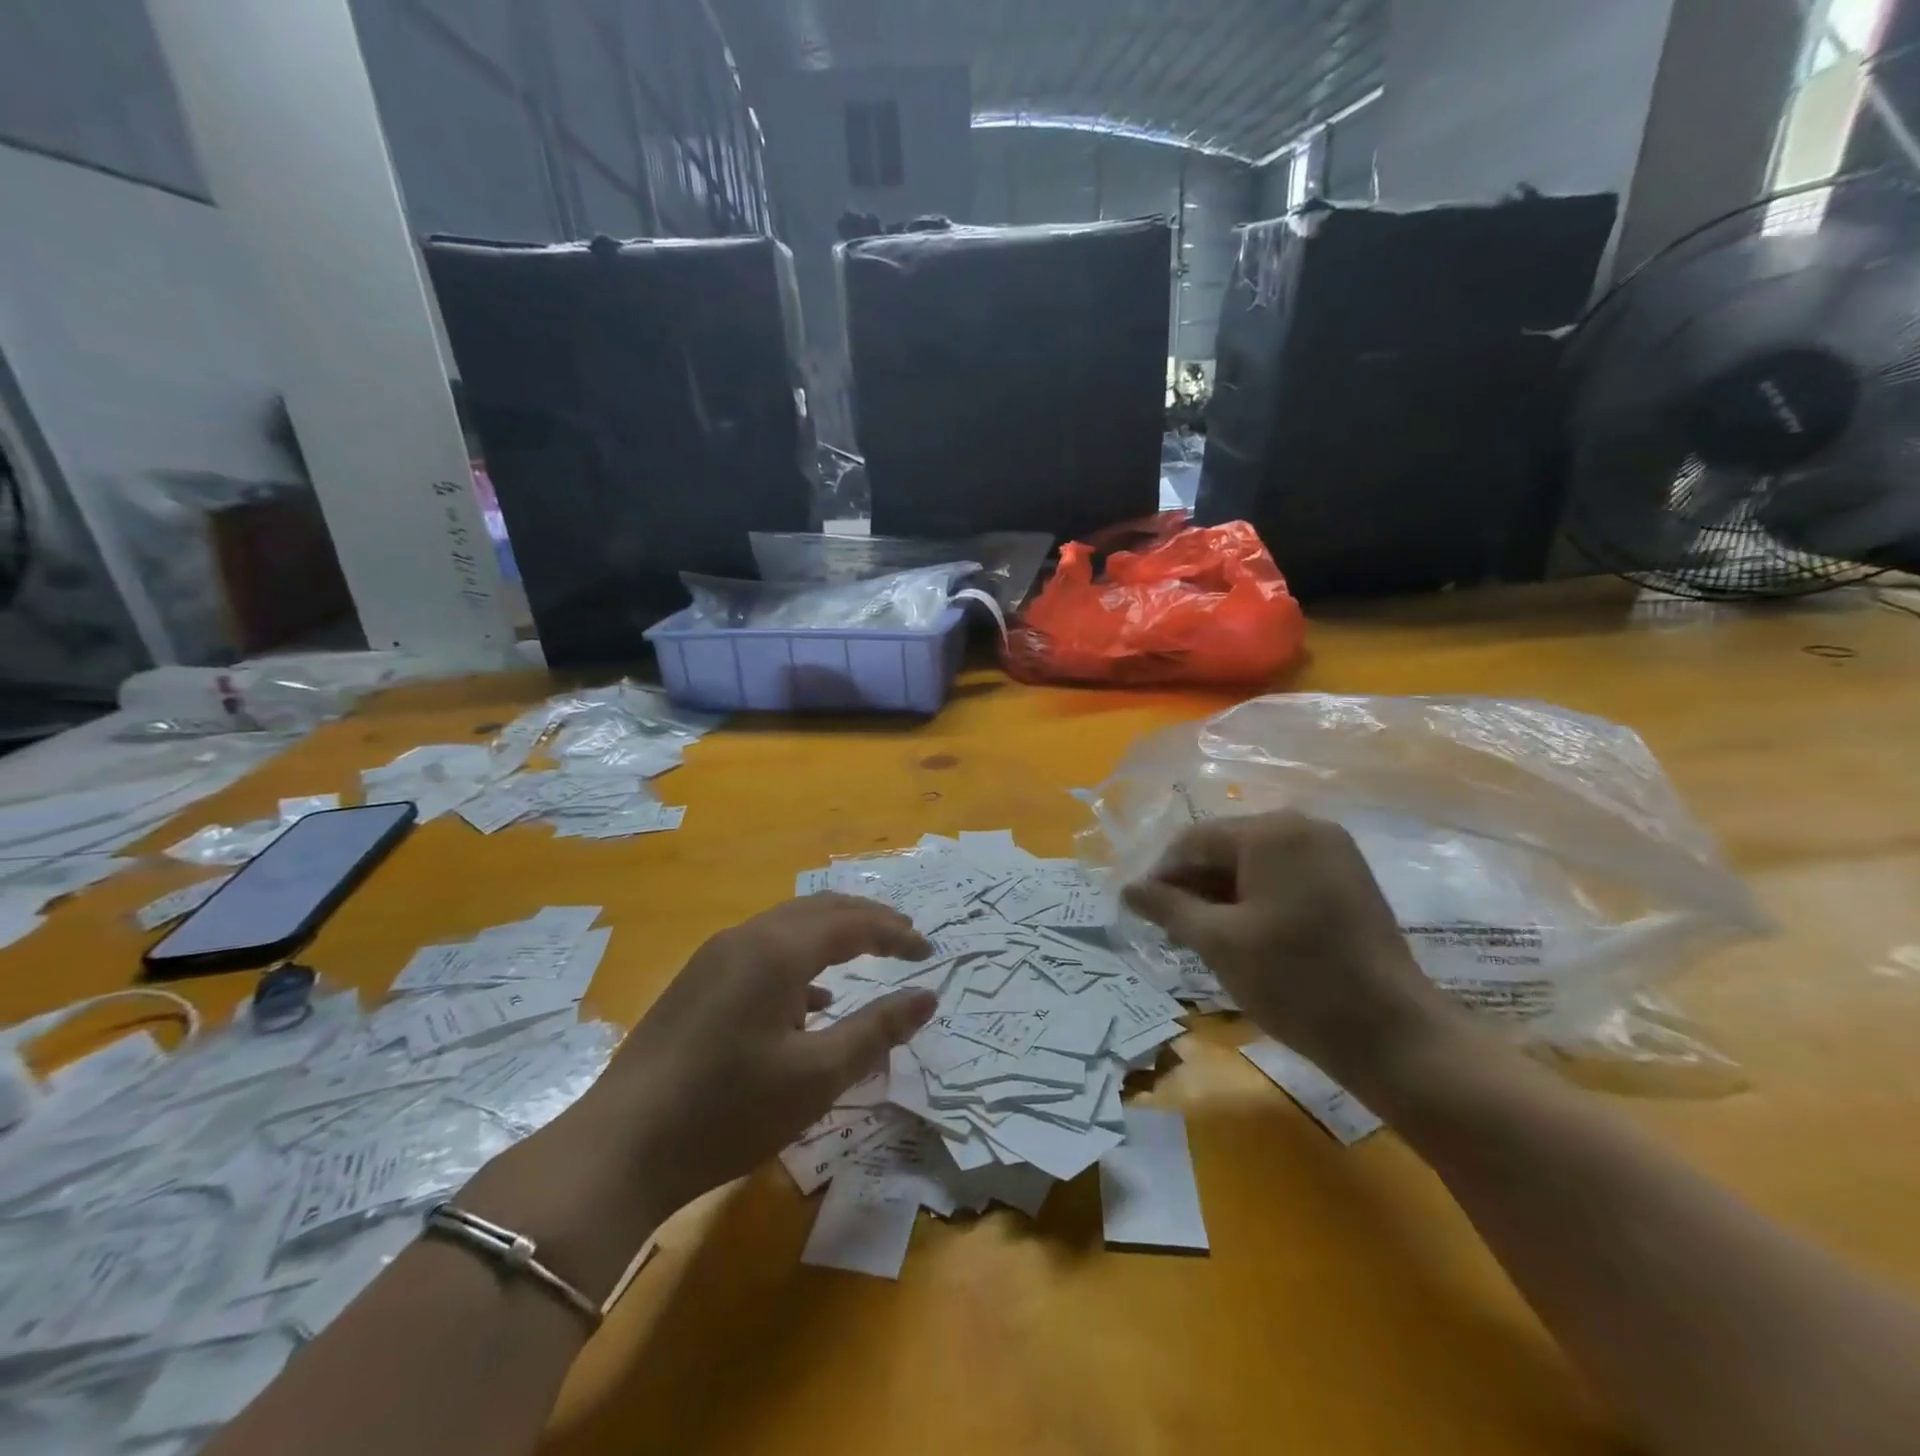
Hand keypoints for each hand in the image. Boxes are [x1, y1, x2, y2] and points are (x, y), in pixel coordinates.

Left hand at [584, 894, 935, 1218]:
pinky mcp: (697, 982)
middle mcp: (746, 938)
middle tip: (905, 939)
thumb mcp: (817, 1076)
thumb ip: (877, 1030)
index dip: (896, 933)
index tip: (929, 952)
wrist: (618, 1149)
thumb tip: (927, 997)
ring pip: (788, 926)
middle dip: (867, 921)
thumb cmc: (728, 1111)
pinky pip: (763, 951)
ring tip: (866, 956)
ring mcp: (715, 957)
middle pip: (820, 910)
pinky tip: (810, 1001)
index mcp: (777, 950)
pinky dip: (800, 960)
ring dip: (832, 935)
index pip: (852, 923)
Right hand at [1122, 811, 1456, 1089]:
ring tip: (1202, 934)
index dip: (1162, 874)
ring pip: (1255, 862)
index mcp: (1271, 832)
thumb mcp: (1218, 942)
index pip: (1195, 840)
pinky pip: (1285, 875)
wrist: (1393, 1034)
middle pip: (1226, 847)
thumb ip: (1168, 907)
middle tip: (1171, 928)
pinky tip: (1243, 932)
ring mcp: (1332, 851)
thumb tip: (1128, 889)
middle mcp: (1303, 827)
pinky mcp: (1348, 878)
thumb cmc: (1296, 982)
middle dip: (1194, 884)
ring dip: (1223, 893)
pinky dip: (1257, 898)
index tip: (1142, 912)